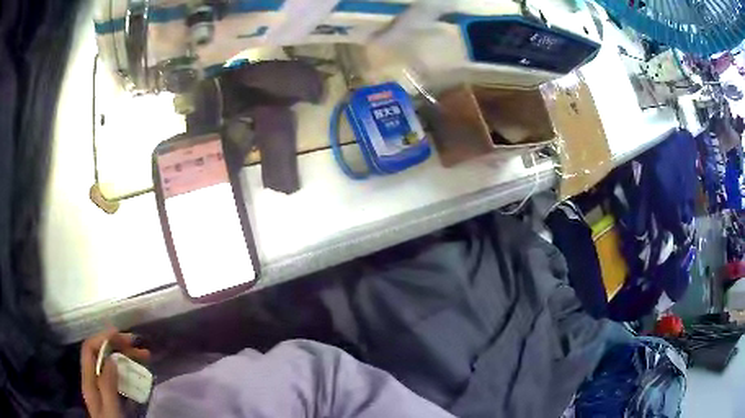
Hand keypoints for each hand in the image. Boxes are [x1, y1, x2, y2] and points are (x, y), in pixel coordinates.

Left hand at [81, 328, 150, 417]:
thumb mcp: (111, 410)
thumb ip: (108, 385)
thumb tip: (110, 358)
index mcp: (89, 381)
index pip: (90, 350)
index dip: (102, 337)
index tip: (120, 333)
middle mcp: (94, 381)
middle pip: (101, 355)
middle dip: (118, 346)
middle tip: (139, 346)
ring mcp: (103, 389)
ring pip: (111, 366)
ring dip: (127, 358)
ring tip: (145, 357)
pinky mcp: (113, 397)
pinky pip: (119, 379)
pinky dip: (129, 372)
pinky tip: (139, 375)